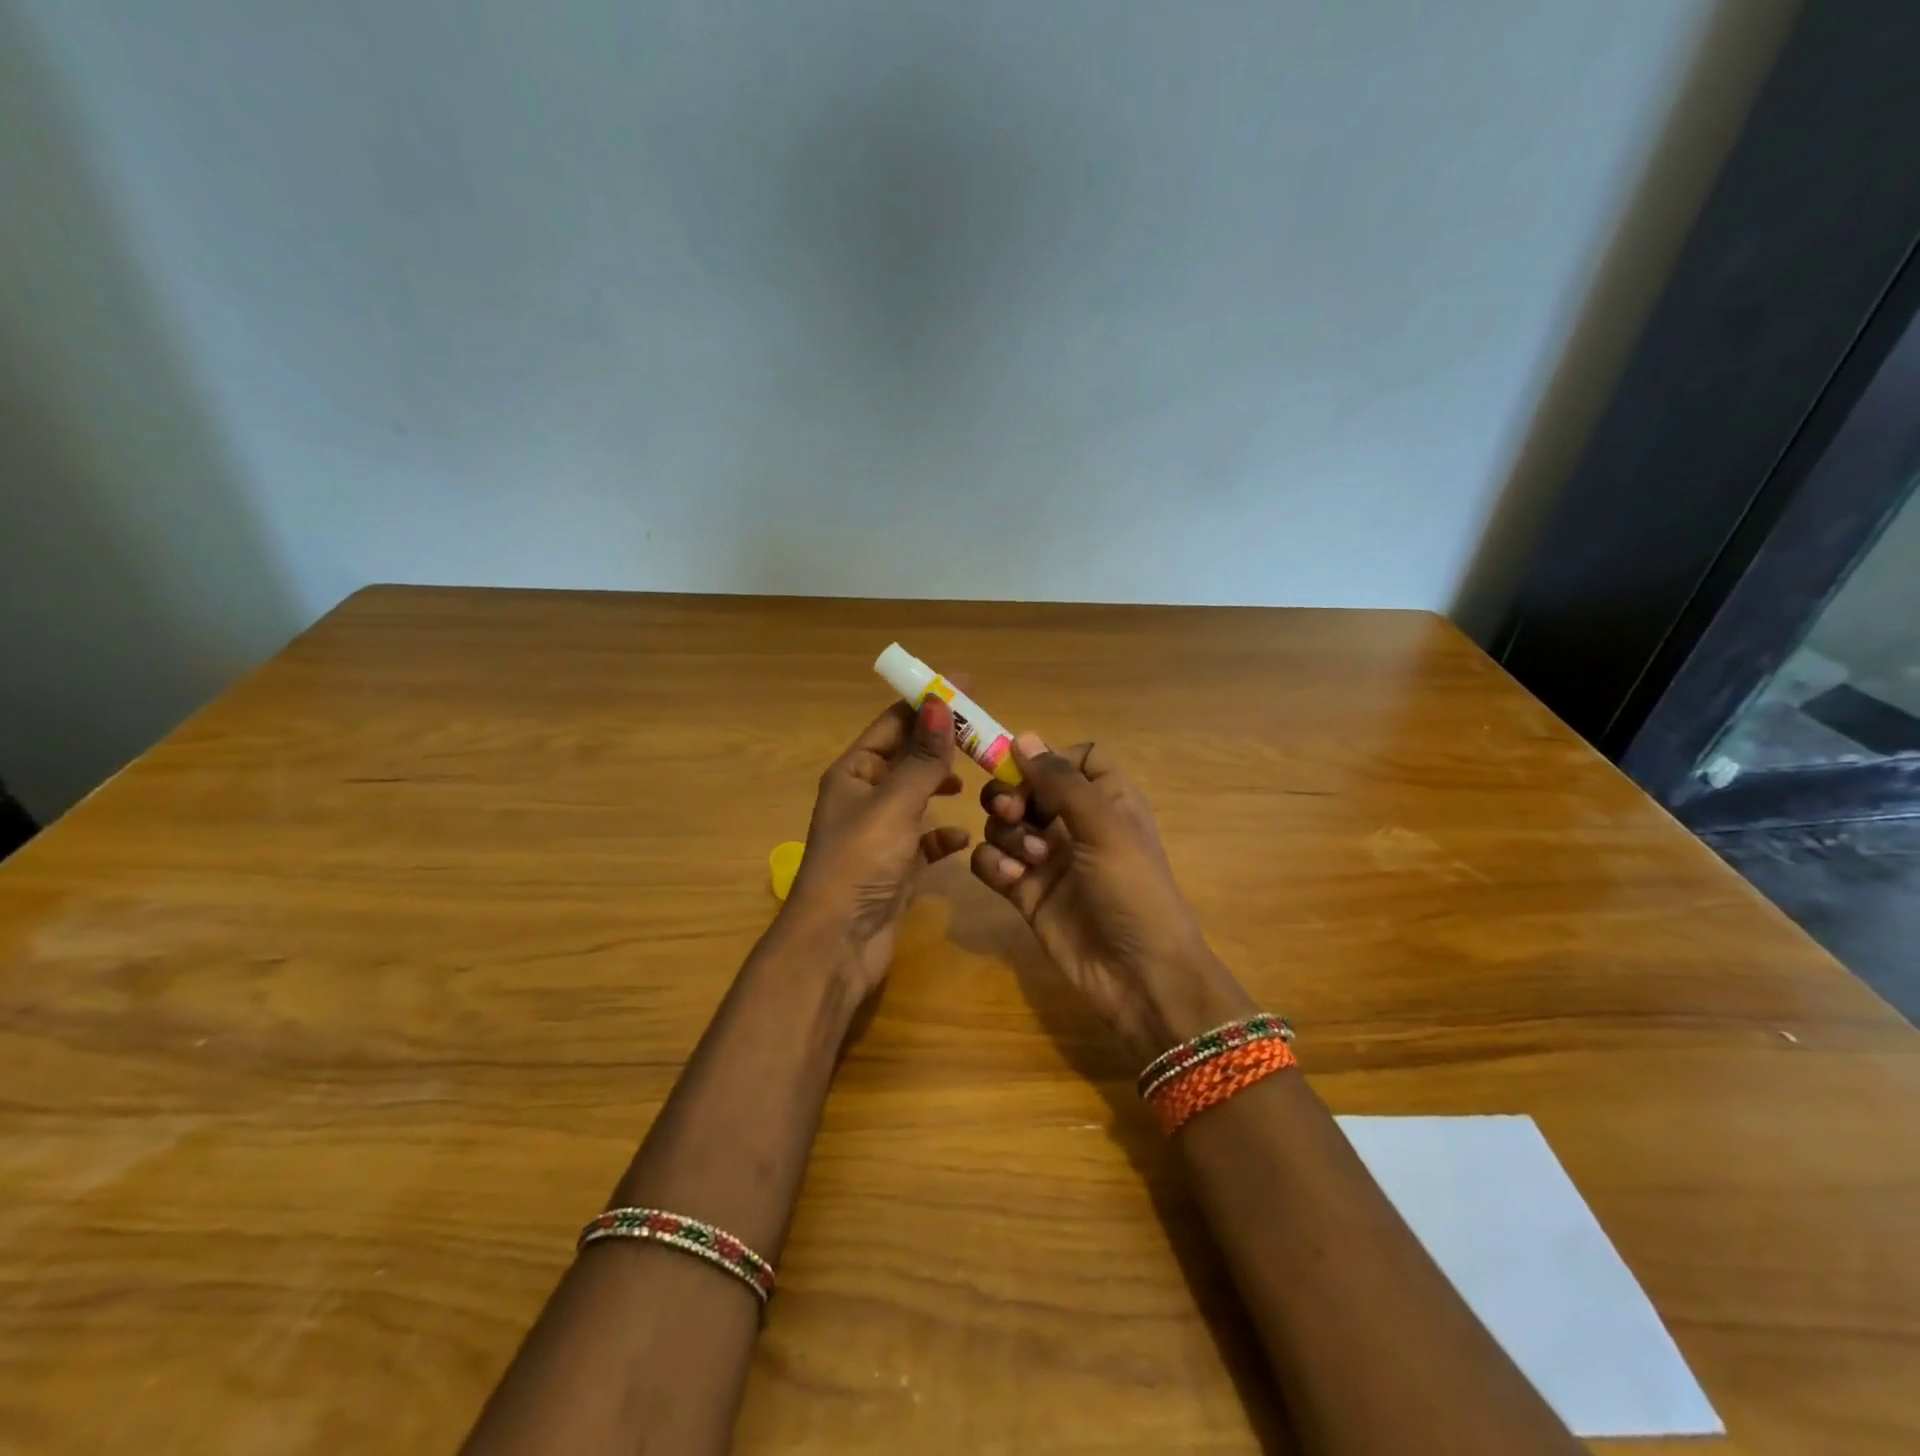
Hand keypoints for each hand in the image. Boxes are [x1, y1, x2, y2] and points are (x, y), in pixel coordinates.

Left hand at [781, 698, 971, 993]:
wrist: (837, 944)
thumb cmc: (860, 863)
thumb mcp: (894, 804)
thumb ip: (921, 757)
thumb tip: (939, 702)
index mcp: (854, 772)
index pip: (893, 722)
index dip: (927, 701)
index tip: (966, 684)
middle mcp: (864, 797)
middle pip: (908, 757)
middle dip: (941, 744)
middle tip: (985, 734)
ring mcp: (879, 834)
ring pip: (916, 797)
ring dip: (942, 785)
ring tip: (977, 778)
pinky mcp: (894, 867)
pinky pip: (923, 840)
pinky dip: (942, 834)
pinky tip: (963, 835)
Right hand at [970, 735, 1253, 1065]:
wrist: (1138, 976)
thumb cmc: (1133, 891)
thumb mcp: (1105, 827)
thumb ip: (1061, 781)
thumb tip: (1023, 737)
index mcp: (1106, 799)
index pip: (1076, 757)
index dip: (1050, 757)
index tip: (1028, 767)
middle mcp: (1074, 823)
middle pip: (1028, 786)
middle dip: (1012, 794)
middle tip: (1013, 813)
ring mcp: (1047, 858)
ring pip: (1004, 822)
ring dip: (1006, 834)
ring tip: (1030, 862)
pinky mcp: (1026, 891)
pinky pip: (991, 862)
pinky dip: (994, 866)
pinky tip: (1014, 883)